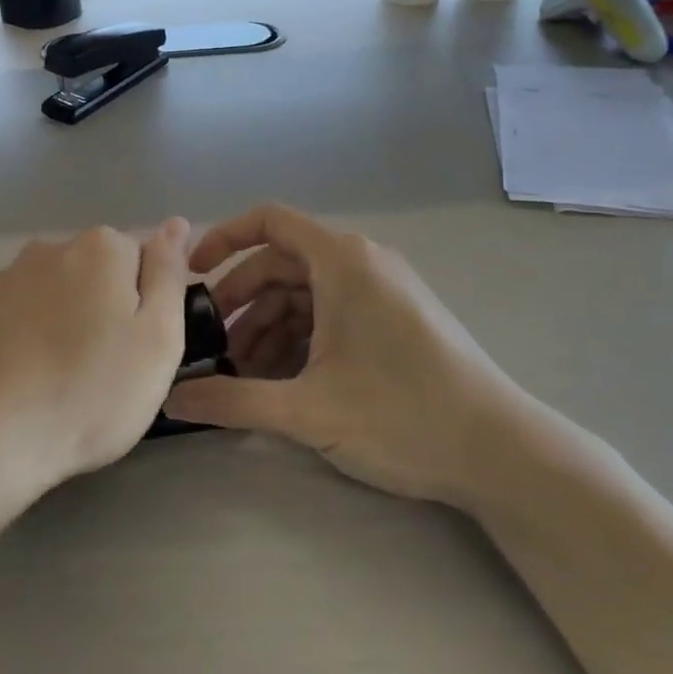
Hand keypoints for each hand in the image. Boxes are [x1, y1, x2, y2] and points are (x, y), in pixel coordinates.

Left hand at [0, 219, 191, 503]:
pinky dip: (24, 336)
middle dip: (103, 308)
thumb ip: (168, 274)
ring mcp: (4, 278)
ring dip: (62, 321)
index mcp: (102, 248)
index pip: (141, 258)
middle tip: (105, 369)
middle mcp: (50, 248)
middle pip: (95, 272)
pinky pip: (14, 315)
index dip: (146, 304)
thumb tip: (175, 225)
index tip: (137, 349)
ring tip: (60, 378)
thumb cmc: (91, 392)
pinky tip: (22, 379)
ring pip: (53, 292)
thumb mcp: (158, 338)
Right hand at [163, 205, 525, 503]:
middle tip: (212, 346)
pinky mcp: (395, 319)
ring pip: (306, 293)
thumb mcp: (307, 409)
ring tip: (243, 376)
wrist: (501, 453)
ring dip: (269, 327)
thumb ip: (232, 400)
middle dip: (242, 302)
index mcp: (342, 261)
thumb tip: (170, 400)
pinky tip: (283, 381)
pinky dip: (300, 339)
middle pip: (282, 263)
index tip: (192, 275)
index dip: (223, 238)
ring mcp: (382, 291)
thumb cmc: (402, 415)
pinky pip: (331, 313)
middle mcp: (362, 263)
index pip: (269, 220)